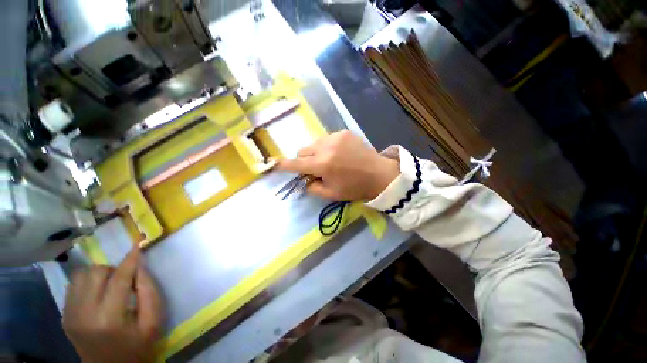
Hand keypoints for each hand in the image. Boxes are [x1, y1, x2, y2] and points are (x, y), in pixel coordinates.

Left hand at [63, 247, 162, 362]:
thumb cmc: (136, 347)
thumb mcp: (153, 323)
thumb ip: (150, 293)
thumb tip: (140, 267)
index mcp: (109, 318)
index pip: (119, 279)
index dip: (130, 260)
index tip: (138, 244)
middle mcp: (84, 314)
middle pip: (96, 272)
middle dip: (113, 269)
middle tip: (123, 280)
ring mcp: (70, 315)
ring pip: (81, 275)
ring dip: (98, 275)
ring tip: (108, 287)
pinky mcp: (64, 316)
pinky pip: (73, 285)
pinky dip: (87, 283)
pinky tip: (96, 294)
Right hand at [277, 131, 398, 200]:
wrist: (379, 175)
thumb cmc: (355, 188)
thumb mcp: (331, 194)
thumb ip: (312, 187)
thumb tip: (303, 179)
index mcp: (323, 164)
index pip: (296, 164)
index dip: (284, 165)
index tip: (274, 164)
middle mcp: (326, 147)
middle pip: (303, 151)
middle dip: (305, 160)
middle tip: (317, 169)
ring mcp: (336, 137)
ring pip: (314, 143)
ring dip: (316, 153)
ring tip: (330, 161)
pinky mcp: (344, 132)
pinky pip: (327, 139)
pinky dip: (327, 147)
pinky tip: (339, 154)